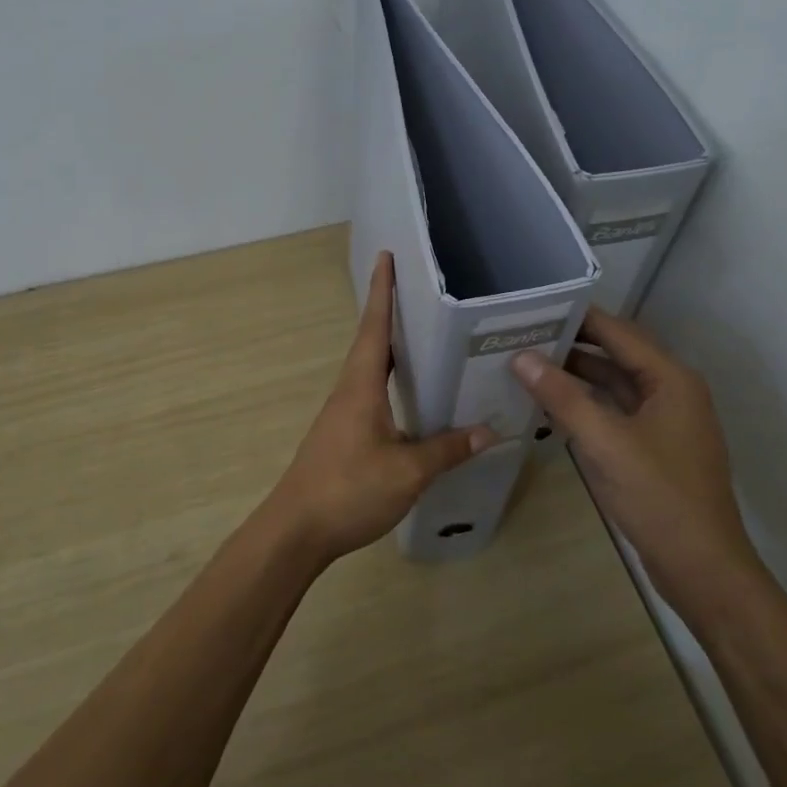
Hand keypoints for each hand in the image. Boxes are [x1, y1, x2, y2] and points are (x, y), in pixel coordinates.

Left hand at [265, 252, 496, 564]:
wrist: (296, 530)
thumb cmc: (349, 489)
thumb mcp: (407, 471)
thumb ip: (447, 449)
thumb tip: (489, 431)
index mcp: (360, 386)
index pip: (374, 327)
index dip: (382, 291)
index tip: (386, 256)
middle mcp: (349, 391)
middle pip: (371, 342)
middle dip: (390, 312)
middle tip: (420, 291)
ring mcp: (343, 413)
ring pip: (370, 369)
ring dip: (391, 347)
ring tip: (423, 335)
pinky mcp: (343, 434)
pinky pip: (371, 392)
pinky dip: (391, 380)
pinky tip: (410, 395)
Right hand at [512, 308, 758, 586]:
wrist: (703, 568)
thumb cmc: (659, 497)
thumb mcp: (605, 443)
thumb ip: (562, 397)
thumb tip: (521, 357)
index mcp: (671, 380)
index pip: (619, 332)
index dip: (578, 317)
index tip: (535, 306)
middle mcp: (672, 392)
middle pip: (617, 355)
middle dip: (573, 344)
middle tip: (523, 334)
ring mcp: (665, 422)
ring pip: (615, 385)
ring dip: (577, 376)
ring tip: (528, 364)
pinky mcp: (654, 448)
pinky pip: (615, 412)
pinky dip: (586, 405)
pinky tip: (552, 406)